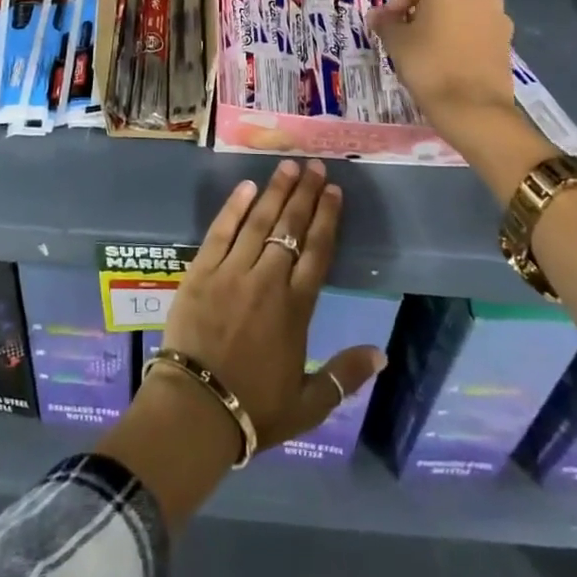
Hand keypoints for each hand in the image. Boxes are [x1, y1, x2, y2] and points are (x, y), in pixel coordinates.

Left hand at [162, 159, 385, 453]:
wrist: (195, 410)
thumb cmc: (254, 410)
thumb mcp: (308, 404)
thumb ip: (344, 376)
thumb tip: (381, 354)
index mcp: (295, 309)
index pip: (317, 252)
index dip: (327, 218)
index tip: (333, 191)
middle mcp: (267, 281)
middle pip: (290, 228)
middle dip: (304, 194)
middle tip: (313, 166)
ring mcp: (231, 272)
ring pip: (258, 222)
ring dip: (275, 192)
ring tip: (286, 166)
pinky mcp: (201, 271)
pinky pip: (220, 231)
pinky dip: (234, 207)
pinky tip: (246, 187)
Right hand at [367, 0, 515, 122]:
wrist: (473, 108)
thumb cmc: (429, 64)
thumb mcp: (397, 41)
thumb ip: (386, 22)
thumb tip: (377, 15)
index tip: (390, 21)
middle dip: (423, 8)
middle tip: (407, 32)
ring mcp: (498, 16)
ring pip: (463, 10)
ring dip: (445, 22)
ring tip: (429, 47)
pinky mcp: (508, 40)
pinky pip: (478, 29)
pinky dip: (463, 37)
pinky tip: (450, 58)